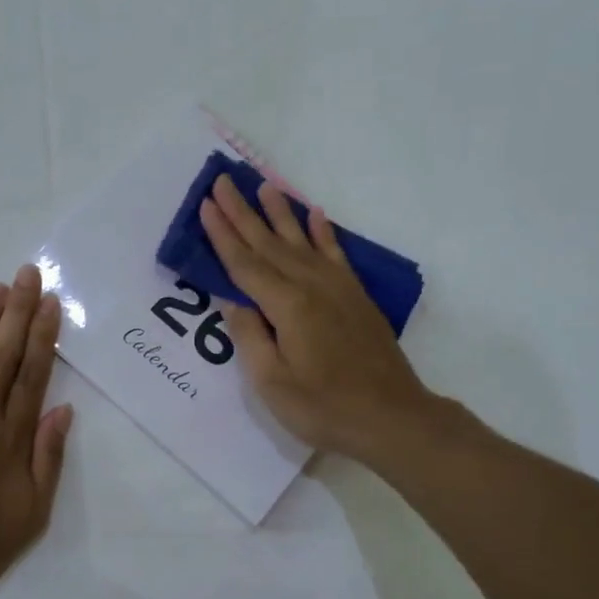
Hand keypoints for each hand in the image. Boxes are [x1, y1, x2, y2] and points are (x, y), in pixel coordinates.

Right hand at [199, 174, 459, 464]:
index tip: (206, 205)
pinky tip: (316, 215)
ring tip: (265, 186)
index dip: (223, 235)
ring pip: (301, 241)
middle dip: (243, 212)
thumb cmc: (325, 408)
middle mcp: (312, 286)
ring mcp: (338, 288)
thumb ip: (249, 337)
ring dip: (281, 213)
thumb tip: (231, 301)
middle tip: (223, 181)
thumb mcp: (272, 383)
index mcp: (287, 306)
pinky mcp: (356, 296)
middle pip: (269, 243)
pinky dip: (323, 232)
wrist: (393, 417)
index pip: (245, 264)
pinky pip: (335, 254)